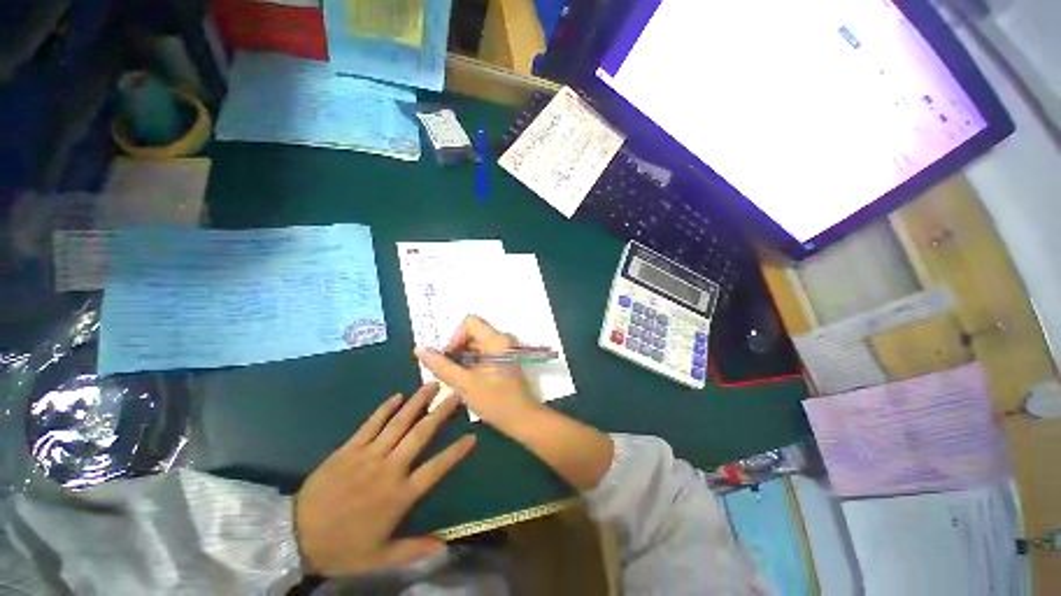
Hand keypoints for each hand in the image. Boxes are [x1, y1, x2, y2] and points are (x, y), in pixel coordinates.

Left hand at [294, 383, 474, 575]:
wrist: (296, 536)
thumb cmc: (342, 547)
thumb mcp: (379, 558)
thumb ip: (413, 550)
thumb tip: (446, 547)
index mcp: (400, 495)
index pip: (436, 468)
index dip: (455, 452)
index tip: (472, 436)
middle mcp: (389, 469)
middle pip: (420, 435)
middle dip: (440, 413)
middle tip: (455, 394)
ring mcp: (368, 455)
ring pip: (398, 423)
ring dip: (417, 402)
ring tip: (432, 385)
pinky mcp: (349, 449)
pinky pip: (371, 424)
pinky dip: (385, 409)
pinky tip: (397, 395)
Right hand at [417, 316, 612, 489]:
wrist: (521, 418)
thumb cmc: (494, 401)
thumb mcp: (464, 383)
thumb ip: (441, 365)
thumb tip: (420, 349)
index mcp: (496, 340)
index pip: (470, 322)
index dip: (455, 336)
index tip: (449, 356)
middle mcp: (502, 339)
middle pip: (473, 331)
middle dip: (457, 347)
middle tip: (448, 368)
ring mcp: (504, 349)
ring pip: (476, 342)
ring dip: (462, 355)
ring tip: (454, 374)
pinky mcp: (503, 358)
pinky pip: (483, 351)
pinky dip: (471, 359)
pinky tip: (465, 376)